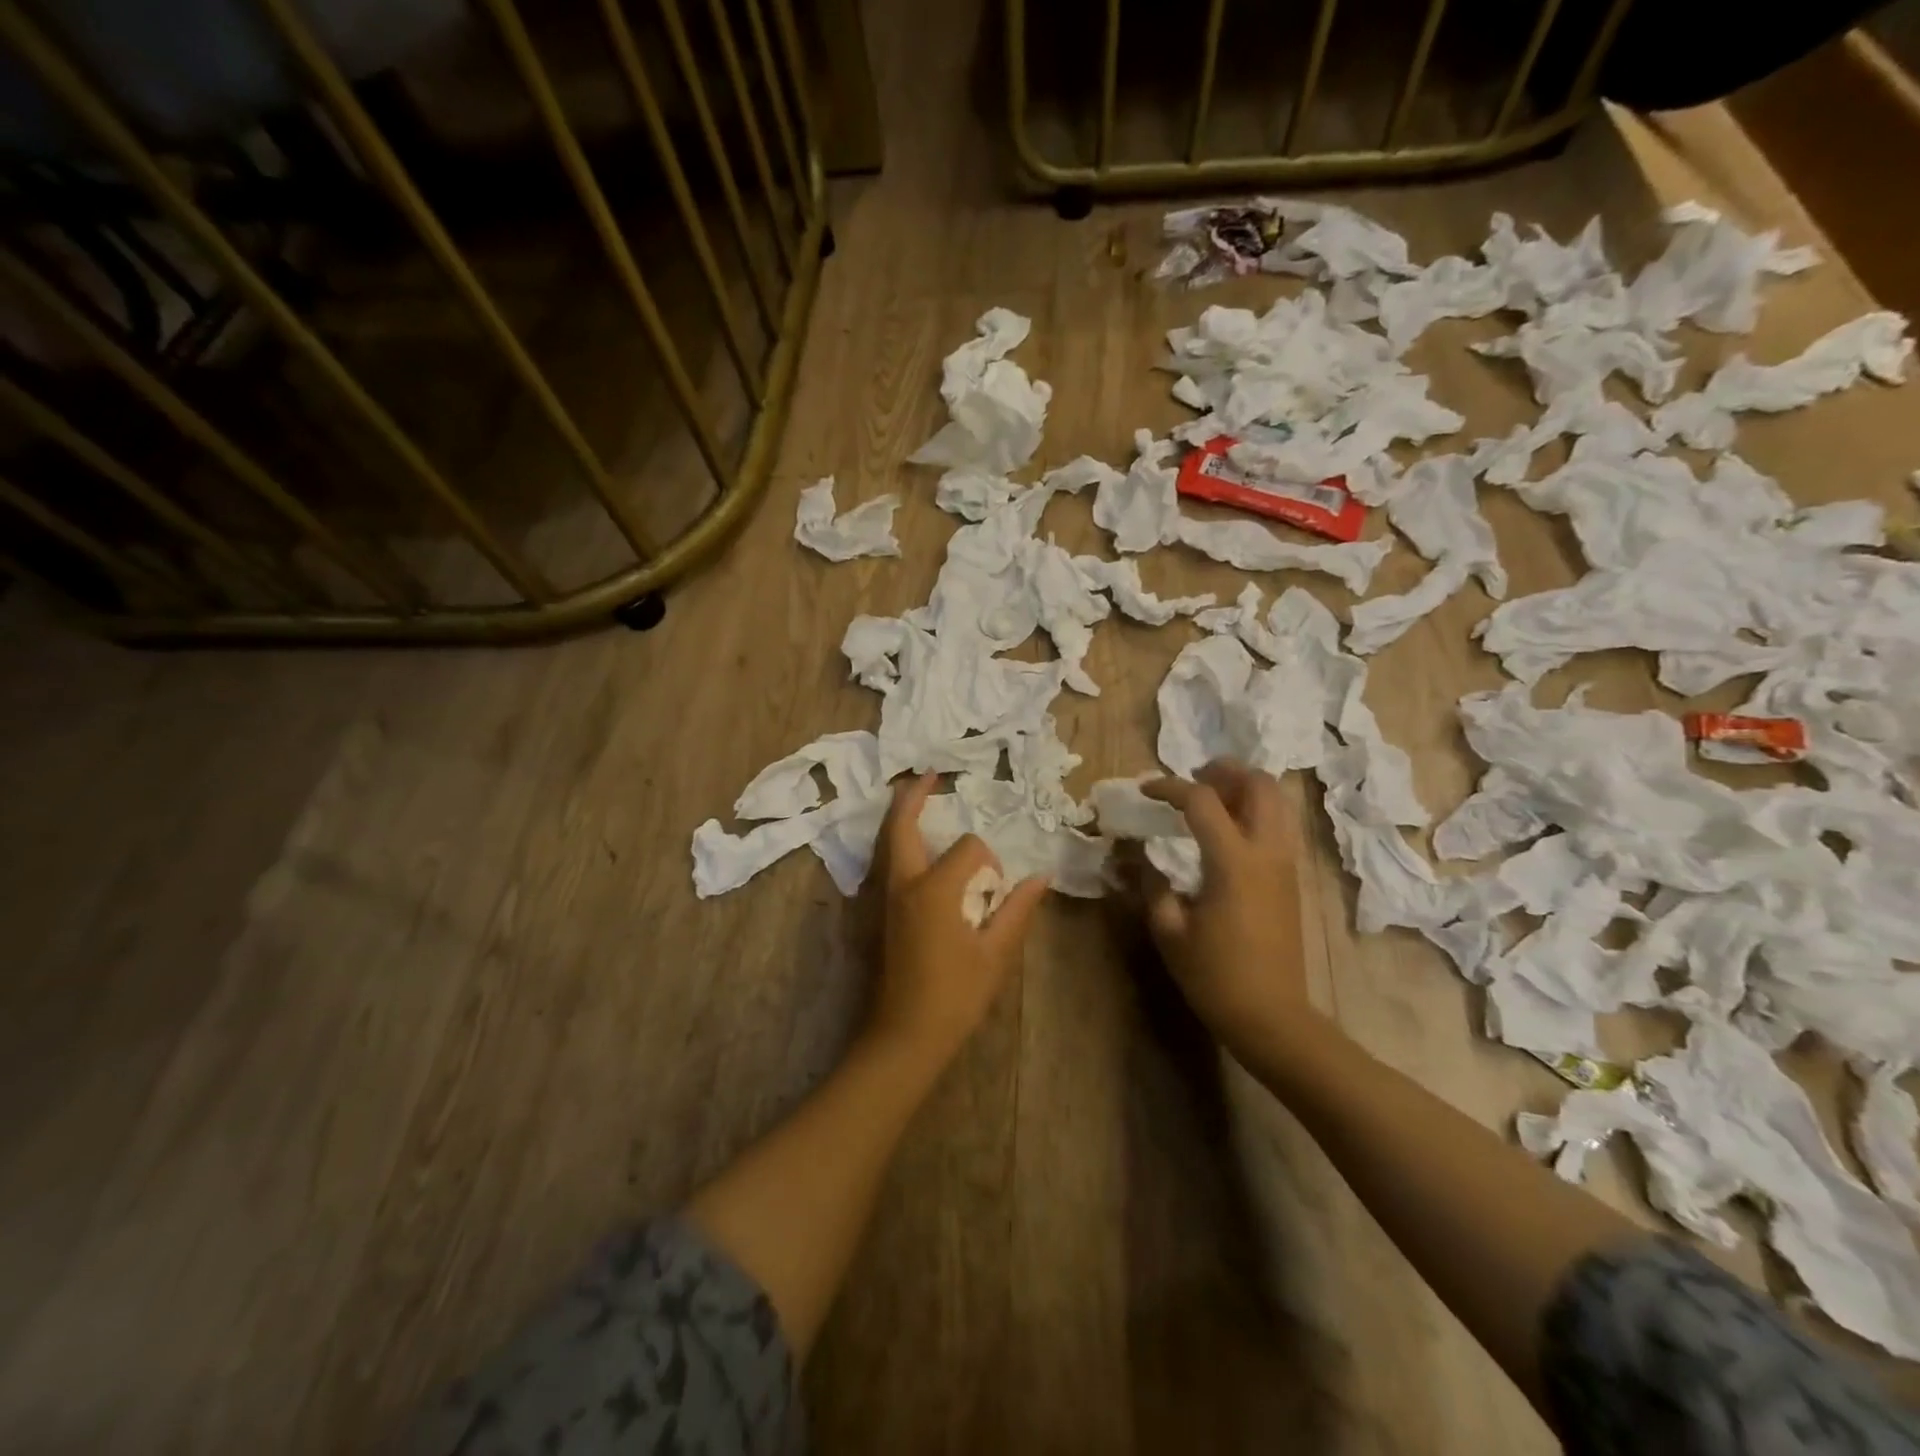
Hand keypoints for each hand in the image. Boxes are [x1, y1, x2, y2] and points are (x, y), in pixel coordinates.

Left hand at [864, 774, 1047, 1070]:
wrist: (904, 1036)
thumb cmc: (955, 996)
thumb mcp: (996, 954)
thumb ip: (1017, 910)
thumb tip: (1040, 877)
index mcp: (934, 890)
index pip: (969, 849)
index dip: (990, 861)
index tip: (998, 888)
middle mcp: (903, 884)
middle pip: (902, 826)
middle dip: (914, 796)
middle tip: (929, 773)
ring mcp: (885, 898)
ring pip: (887, 842)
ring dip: (902, 816)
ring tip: (917, 797)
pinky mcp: (879, 913)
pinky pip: (886, 862)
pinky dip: (897, 841)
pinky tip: (914, 846)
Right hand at [1138, 760, 1312, 1056]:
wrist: (1272, 1017)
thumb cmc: (1215, 976)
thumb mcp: (1170, 930)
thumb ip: (1152, 884)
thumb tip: (1137, 854)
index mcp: (1233, 862)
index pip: (1202, 801)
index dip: (1169, 787)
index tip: (1145, 790)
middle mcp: (1267, 852)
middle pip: (1259, 784)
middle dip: (1224, 771)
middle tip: (1192, 780)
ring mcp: (1286, 864)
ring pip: (1277, 801)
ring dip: (1244, 788)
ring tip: (1210, 801)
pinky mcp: (1292, 878)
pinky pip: (1279, 825)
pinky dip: (1255, 811)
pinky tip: (1226, 833)